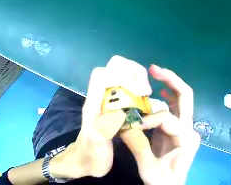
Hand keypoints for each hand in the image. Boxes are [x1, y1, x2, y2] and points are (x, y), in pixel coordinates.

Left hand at [52, 56, 152, 178]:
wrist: (83, 163)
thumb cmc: (89, 157)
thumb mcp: (96, 147)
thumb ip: (103, 130)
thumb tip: (120, 111)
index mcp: (93, 105)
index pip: (103, 74)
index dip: (123, 75)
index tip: (140, 93)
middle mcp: (99, 98)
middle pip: (113, 67)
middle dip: (133, 72)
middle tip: (146, 92)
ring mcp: (107, 101)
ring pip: (121, 74)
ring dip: (137, 78)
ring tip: (146, 96)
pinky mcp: (114, 107)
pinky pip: (126, 88)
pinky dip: (137, 88)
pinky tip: (144, 102)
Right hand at [120, 65, 200, 184]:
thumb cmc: (163, 181)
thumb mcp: (149, 168)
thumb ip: (138, 147)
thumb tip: (124, 126)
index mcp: (187, 138)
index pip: (167, 119)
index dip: (148, 119)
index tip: (132, 125)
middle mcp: (190, 129)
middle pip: (186, 97)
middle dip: (171, 80)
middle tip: (154, 69)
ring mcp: (186, 128)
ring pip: (181, 100)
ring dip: (169, 85)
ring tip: (154, 74)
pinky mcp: (178, 130)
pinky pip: (175, 109)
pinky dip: (168, 97)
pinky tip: (160, 91)